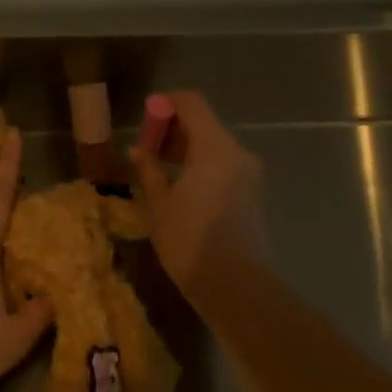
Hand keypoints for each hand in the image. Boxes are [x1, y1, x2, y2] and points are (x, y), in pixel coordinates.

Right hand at [128, 91, 269, 295]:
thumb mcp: (159, 204)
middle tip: (145, 149)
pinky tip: (179, 186)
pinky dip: (200, 165)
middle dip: (173, 129)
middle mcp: (237, 153)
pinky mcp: (252, 193)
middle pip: (203, 122)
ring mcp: (249, 174)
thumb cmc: (190, 241)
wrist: (237, 287)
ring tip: (157, 169)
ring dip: (185, 148)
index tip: (144, 119)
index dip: (165, 104)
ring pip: (214, 145)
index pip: (191, 103)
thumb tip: (138, 150)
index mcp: (215, 148)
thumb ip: (149, 170)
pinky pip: (223, 164)